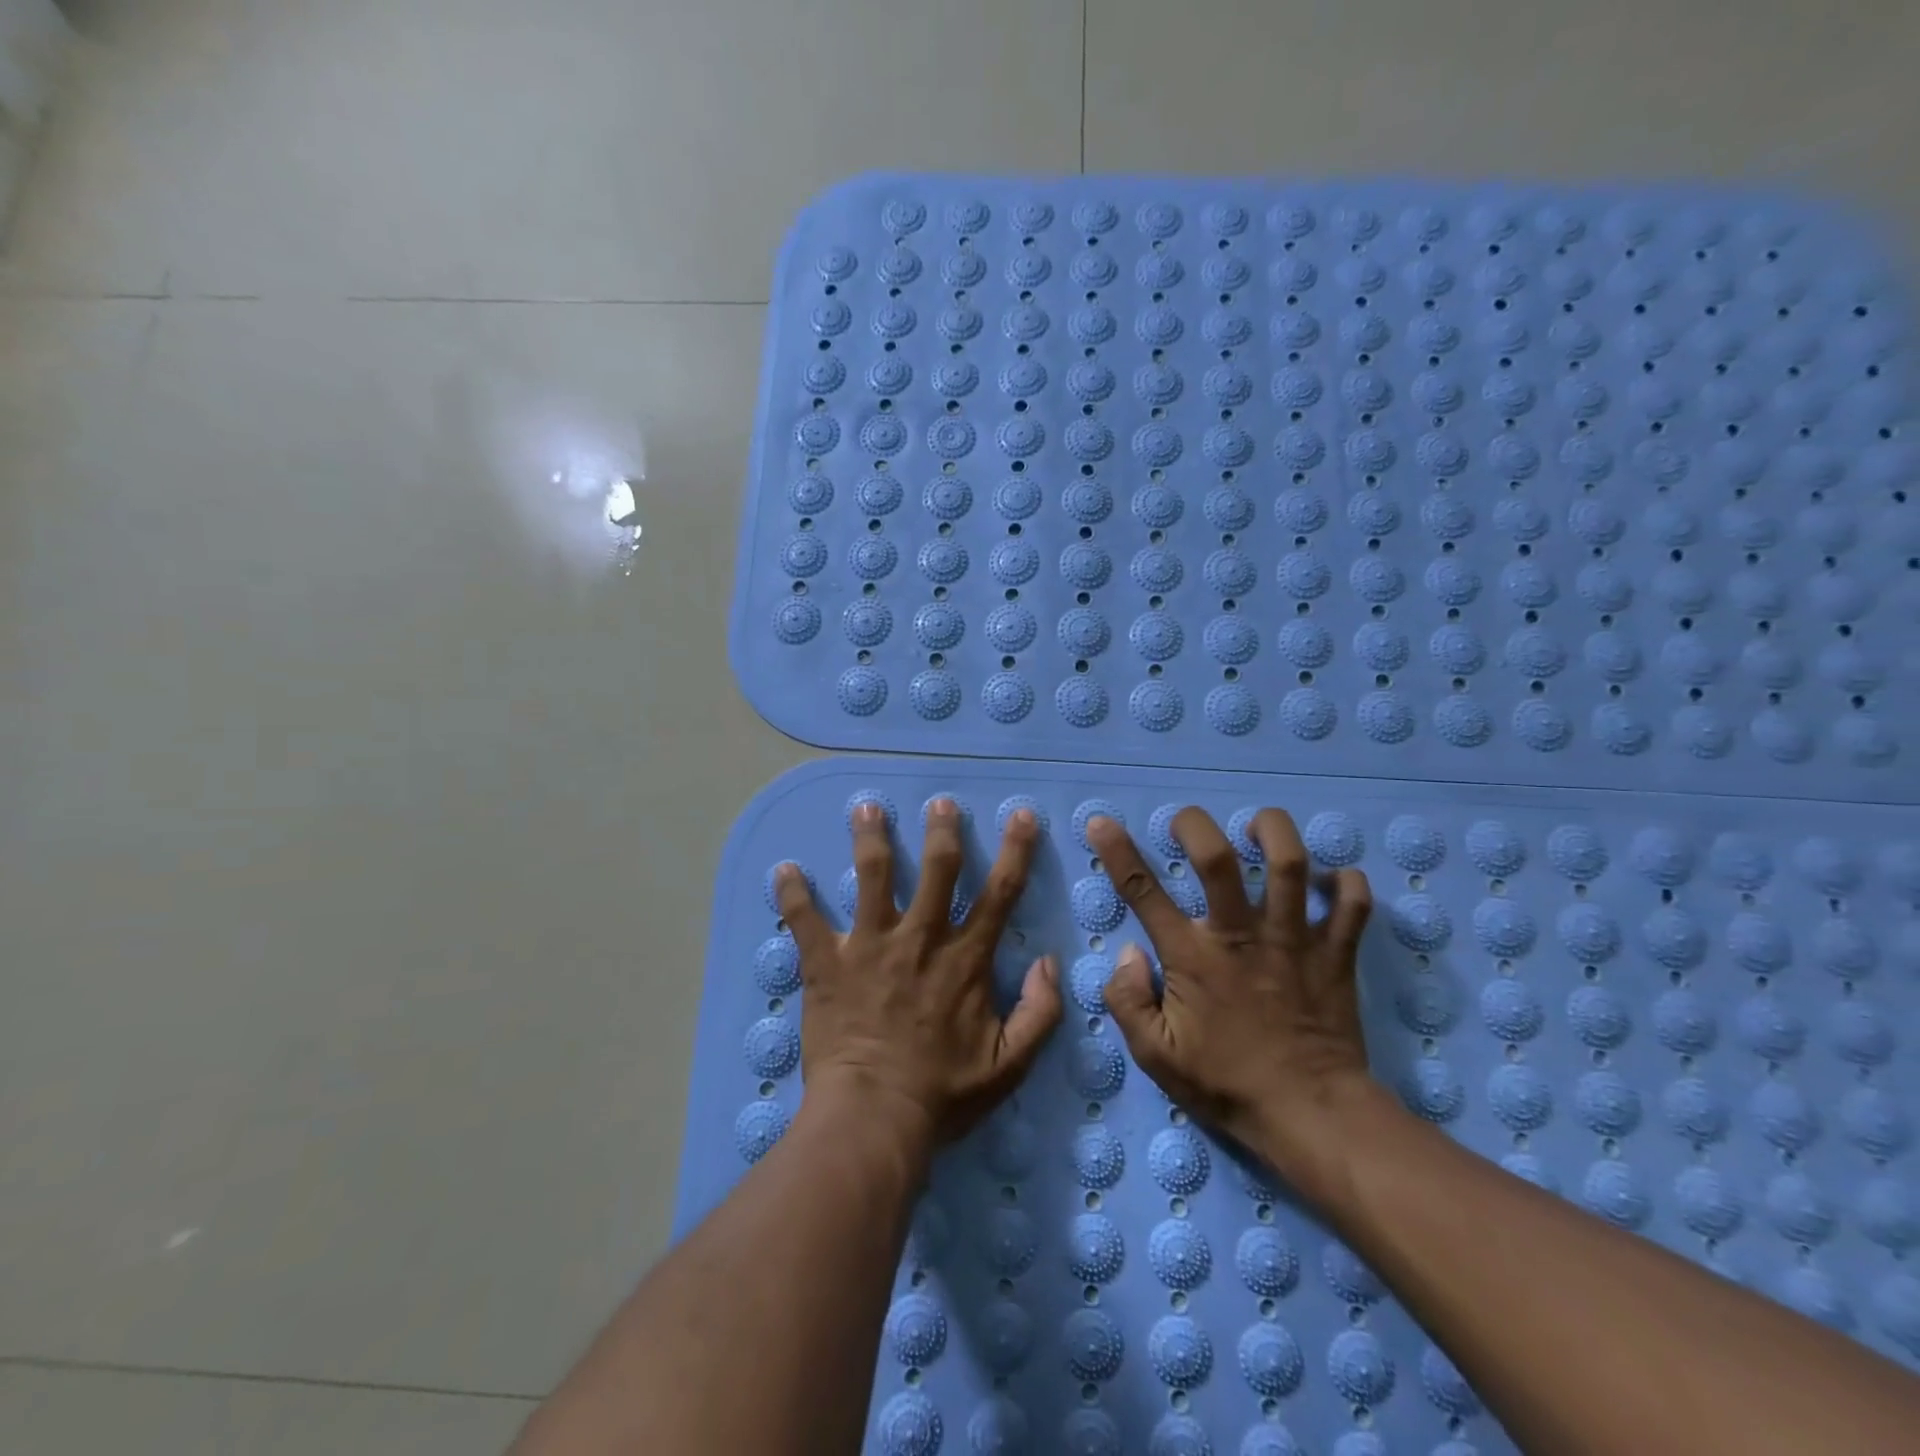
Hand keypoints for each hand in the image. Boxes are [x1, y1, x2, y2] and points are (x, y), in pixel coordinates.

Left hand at [775, 799, 1064, 1150]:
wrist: (873, 1118)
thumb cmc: (942, 1094)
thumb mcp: (1008, 1066)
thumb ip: (1039, 1013)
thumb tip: (1050, 963)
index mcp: (965, 960)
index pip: (999, 893)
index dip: (1015, 850)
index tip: (1020, 816)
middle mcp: (920, 939)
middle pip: (937, 869)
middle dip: (942, 830)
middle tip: (940, 802)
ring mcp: (870, 946)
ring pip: (872, 876)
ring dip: (870, 839)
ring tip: (866, 808)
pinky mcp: (827, 963)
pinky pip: (805, 920)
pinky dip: (792, 894)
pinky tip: (783, 870)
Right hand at [1086, 807, 1374, 1181]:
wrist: (1313, 1115)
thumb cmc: (1227, 1083)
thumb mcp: (1155, 1056)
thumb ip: (1127, 1001)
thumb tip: (1128, 953)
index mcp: (1193, 957)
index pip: (1143, 892)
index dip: (1117, 852)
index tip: (1102, 822)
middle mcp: (1241, 935)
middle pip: (1218, 858)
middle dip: (1196, 825)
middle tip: (1187, 823)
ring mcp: (1294, 940)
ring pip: (1290, 863)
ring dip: (1274, 832)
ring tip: (1259, 827)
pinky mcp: (1337, 953)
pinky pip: (1352, 903)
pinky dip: (1347, 883)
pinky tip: (1332, 880)